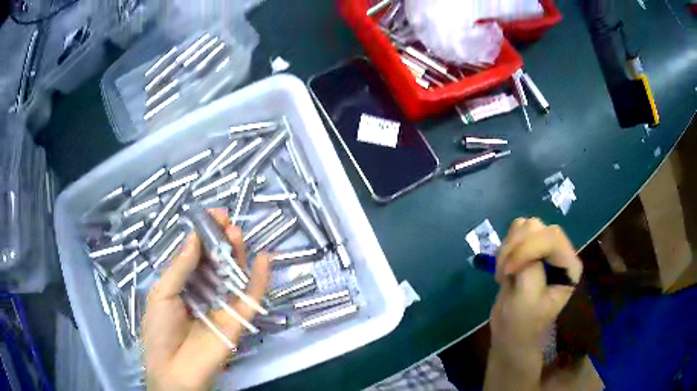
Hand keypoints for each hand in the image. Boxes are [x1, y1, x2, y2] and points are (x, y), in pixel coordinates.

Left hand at [143, 209, 270, 390]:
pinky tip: (265, 258)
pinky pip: (252, 297)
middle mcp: (205, 291)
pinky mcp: (239, 320)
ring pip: (235, 275)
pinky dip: (261, 279)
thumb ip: (180, 267)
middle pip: (217, 262)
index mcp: (184, 284)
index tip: (211, 216)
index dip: (204, 235)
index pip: (197, 255)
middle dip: (221, 240)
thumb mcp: (162, 293)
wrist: (174, 369)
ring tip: (237, 233)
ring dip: (238, 253)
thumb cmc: (159, 330)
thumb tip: (194, 236)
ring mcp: (223, 305)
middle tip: (226, 221)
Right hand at [490, 218, 582, 359]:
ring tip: (504, 273)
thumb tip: (522, 242)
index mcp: (568, 265)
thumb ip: (530, 269)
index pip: (551, 237)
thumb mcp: (527, 300)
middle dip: (516, 248)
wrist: (511, 333)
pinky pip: (514, 233)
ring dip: (508, 248)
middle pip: (537, 227)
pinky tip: (504, 268)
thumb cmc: (523, 323)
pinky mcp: (529, 250)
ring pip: (524, 227)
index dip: (527, 248)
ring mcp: (544, 249)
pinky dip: (504, 248)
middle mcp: (560, 252)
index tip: (507, 271)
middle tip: (504, 272)